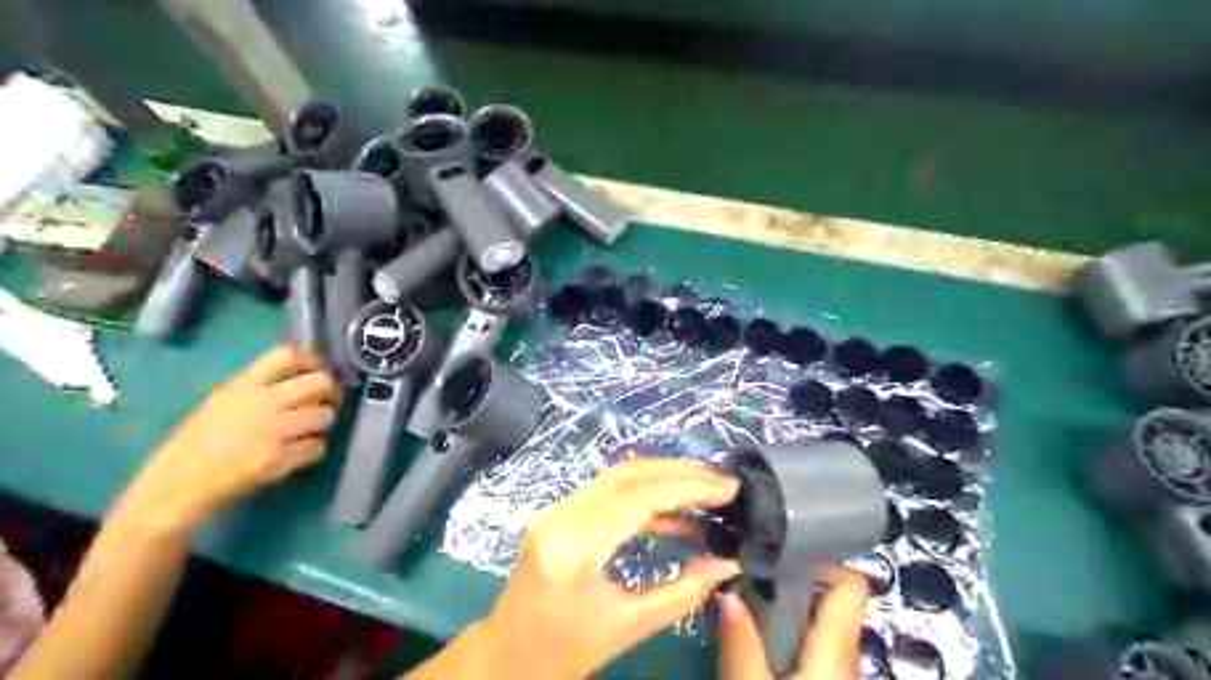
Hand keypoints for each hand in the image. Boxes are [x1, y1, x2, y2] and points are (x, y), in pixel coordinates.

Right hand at [121, 346, 341, 529]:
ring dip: (323, 424)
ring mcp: (272, 431)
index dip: (314, 359)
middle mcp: (261, 403)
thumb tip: (302, 379)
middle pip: (320, 382)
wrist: (174, 488)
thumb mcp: (221, 402)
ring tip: (310, 430)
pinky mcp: (279, 459)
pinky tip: (300, 453)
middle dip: (332, 392)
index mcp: (243, 386)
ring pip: (325, 415)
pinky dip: (314, 450)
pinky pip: (318, 446)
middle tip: (329, 402)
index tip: (320, 369)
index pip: (288, 355)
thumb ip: (258, 388)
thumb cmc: (197, 444)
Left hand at [478, 456, 742, 679]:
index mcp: (576, 544)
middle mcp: (561, 514)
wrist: (505, 659)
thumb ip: (684, 592)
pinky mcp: (558, 514)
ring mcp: (555, 509)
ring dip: (663, 479)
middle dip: (679, 473)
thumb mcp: (629, 626)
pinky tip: (674, 514)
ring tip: (705, 492)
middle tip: (721, 482)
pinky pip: (606, 493)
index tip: (728, 488)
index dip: (690, 488)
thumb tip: (729, 565)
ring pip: (617, 477)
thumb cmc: (564, 653)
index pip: (641, 497)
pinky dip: (643, 496)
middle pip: (628, 474)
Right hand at [717, 568, 869, 679]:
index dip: (821, 560)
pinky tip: (756, 637)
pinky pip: (813, 648)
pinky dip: (787, 633)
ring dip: (786, 608)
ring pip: (820, 625)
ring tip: (747, 599)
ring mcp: (839, 673)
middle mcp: (846, 656)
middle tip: (751, 573)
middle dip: (791, 582)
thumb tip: (727, 593)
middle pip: (830, 601)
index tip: (779, 551)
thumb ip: (741, 642)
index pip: (851, 585)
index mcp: (836, 648)